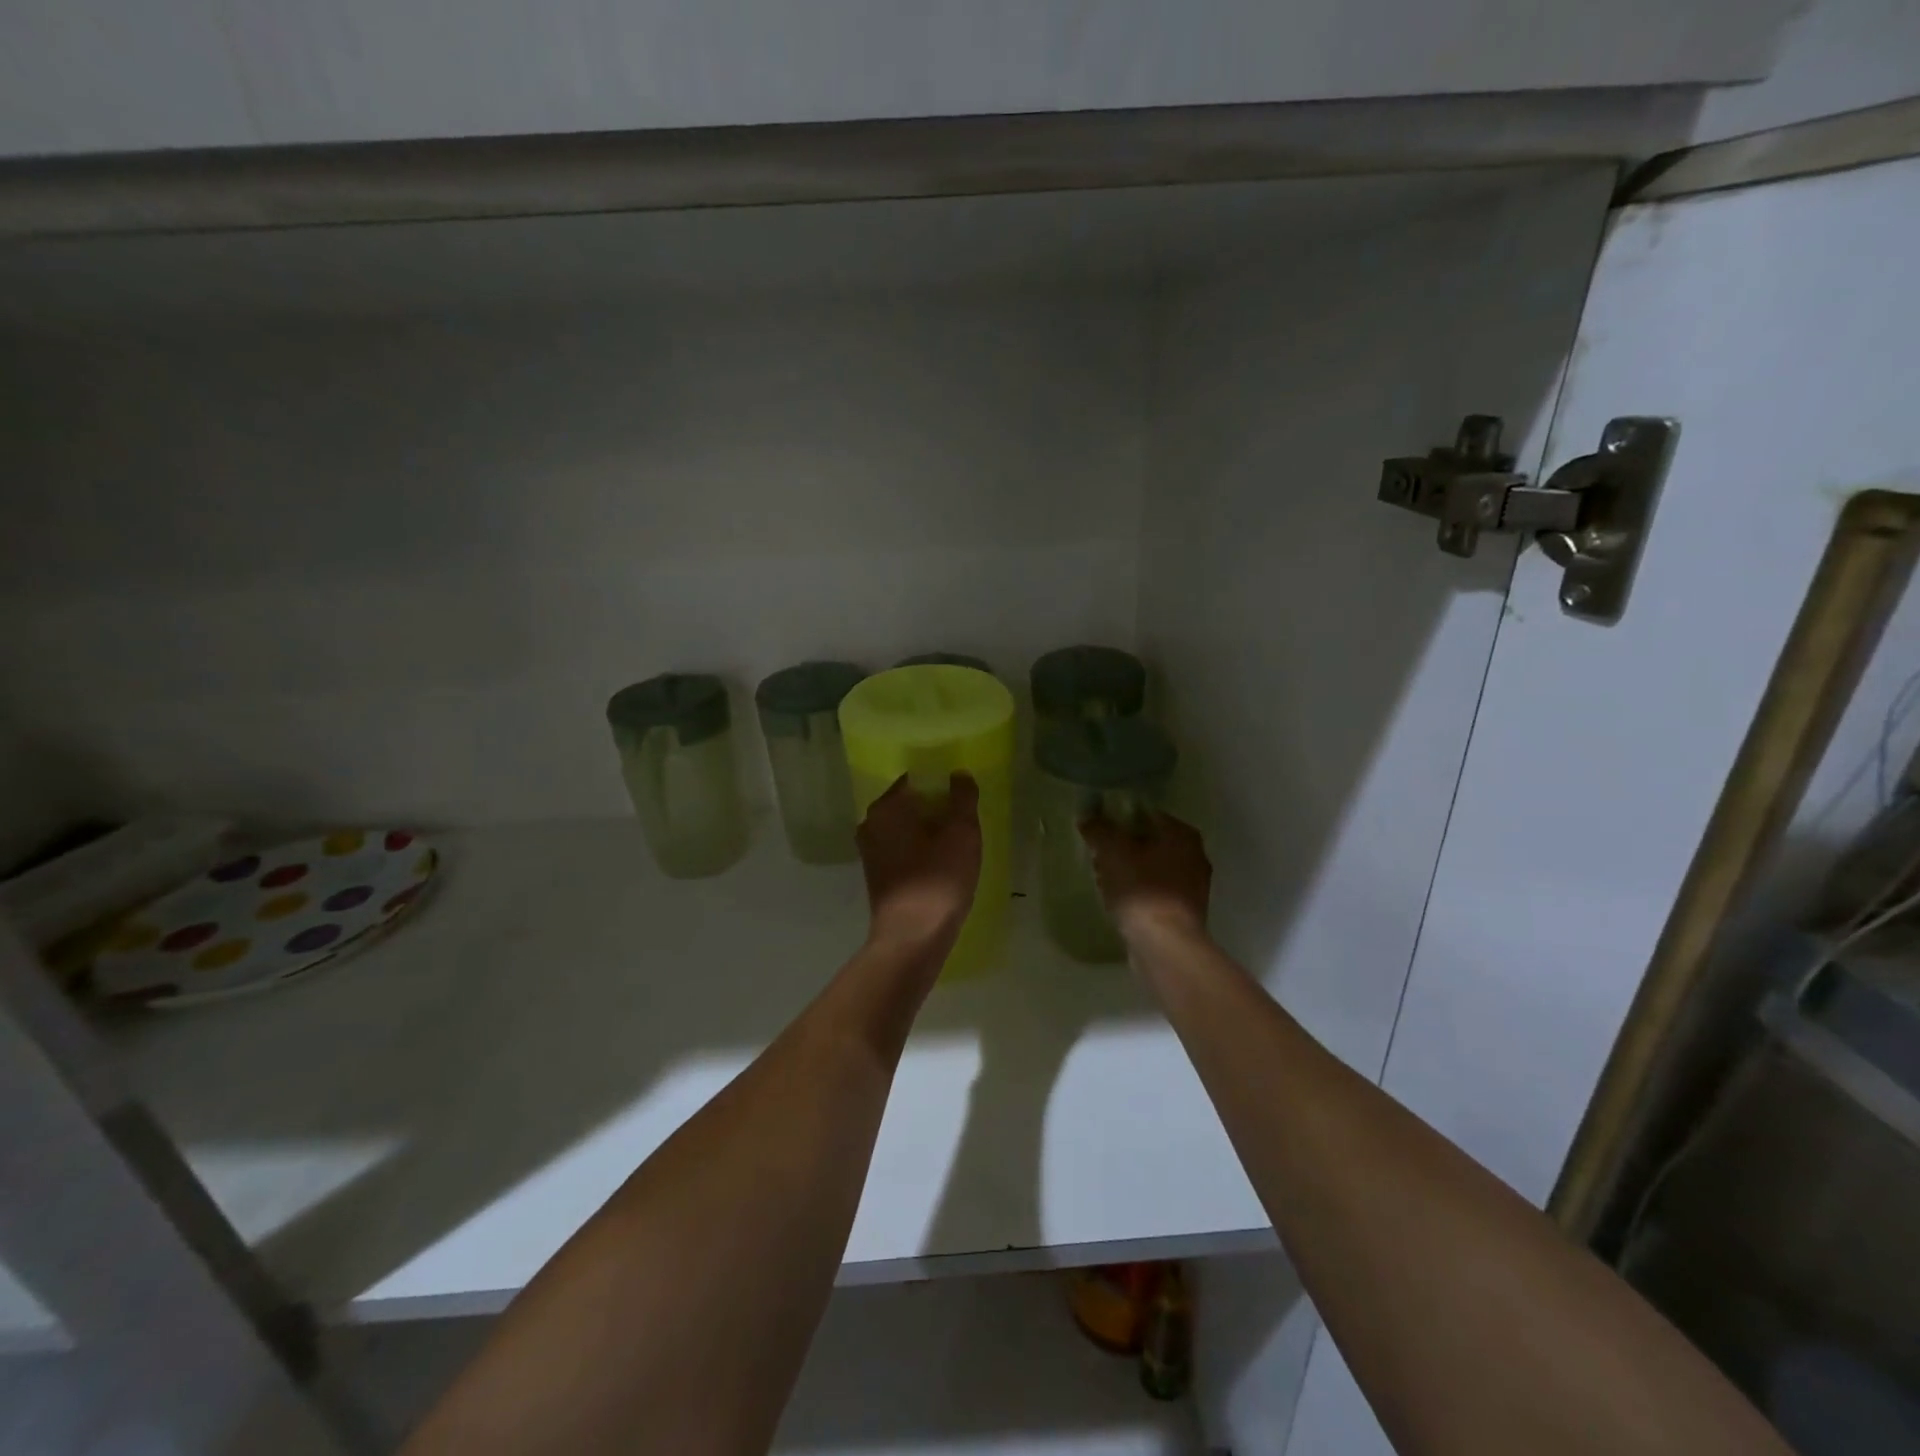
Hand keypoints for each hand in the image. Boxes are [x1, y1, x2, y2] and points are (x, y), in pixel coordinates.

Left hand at [857, 774, 982, 952]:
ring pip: (906, 829)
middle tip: (964, 822)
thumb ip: (962, 797)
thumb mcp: (962, 832)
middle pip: (909, 804)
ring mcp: (870, 852)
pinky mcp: (877, 876)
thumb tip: (958, 774)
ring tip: (957, 845)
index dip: (942, 784)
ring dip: (929, 832)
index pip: (916, 780)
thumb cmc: (938, 879)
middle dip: (936, 809)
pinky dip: (920, 852)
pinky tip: (941, 866)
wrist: (912, 938)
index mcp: (886, 807)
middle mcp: (871, 824)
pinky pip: (902, 851)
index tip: (963, 798)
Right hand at [1079, 811, 1210, 944]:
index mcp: (1182, 835)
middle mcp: (1194, 856)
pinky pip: (1154, 893)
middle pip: (1150, 842)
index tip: (1099, 829)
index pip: (1147, 814)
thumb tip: (1087, 816)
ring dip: (1129, 871)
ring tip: (1102, 879)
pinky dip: (1137, 893)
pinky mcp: (1184, 913)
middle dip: (1123, 847)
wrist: (1165, 944)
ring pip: (1152, 869)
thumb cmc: (1141, 888)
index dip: (1120, 818)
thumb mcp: (1112, 851)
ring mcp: (1192, 887)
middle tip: (1098, 854)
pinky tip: (1117, 901)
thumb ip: (1099, 829)